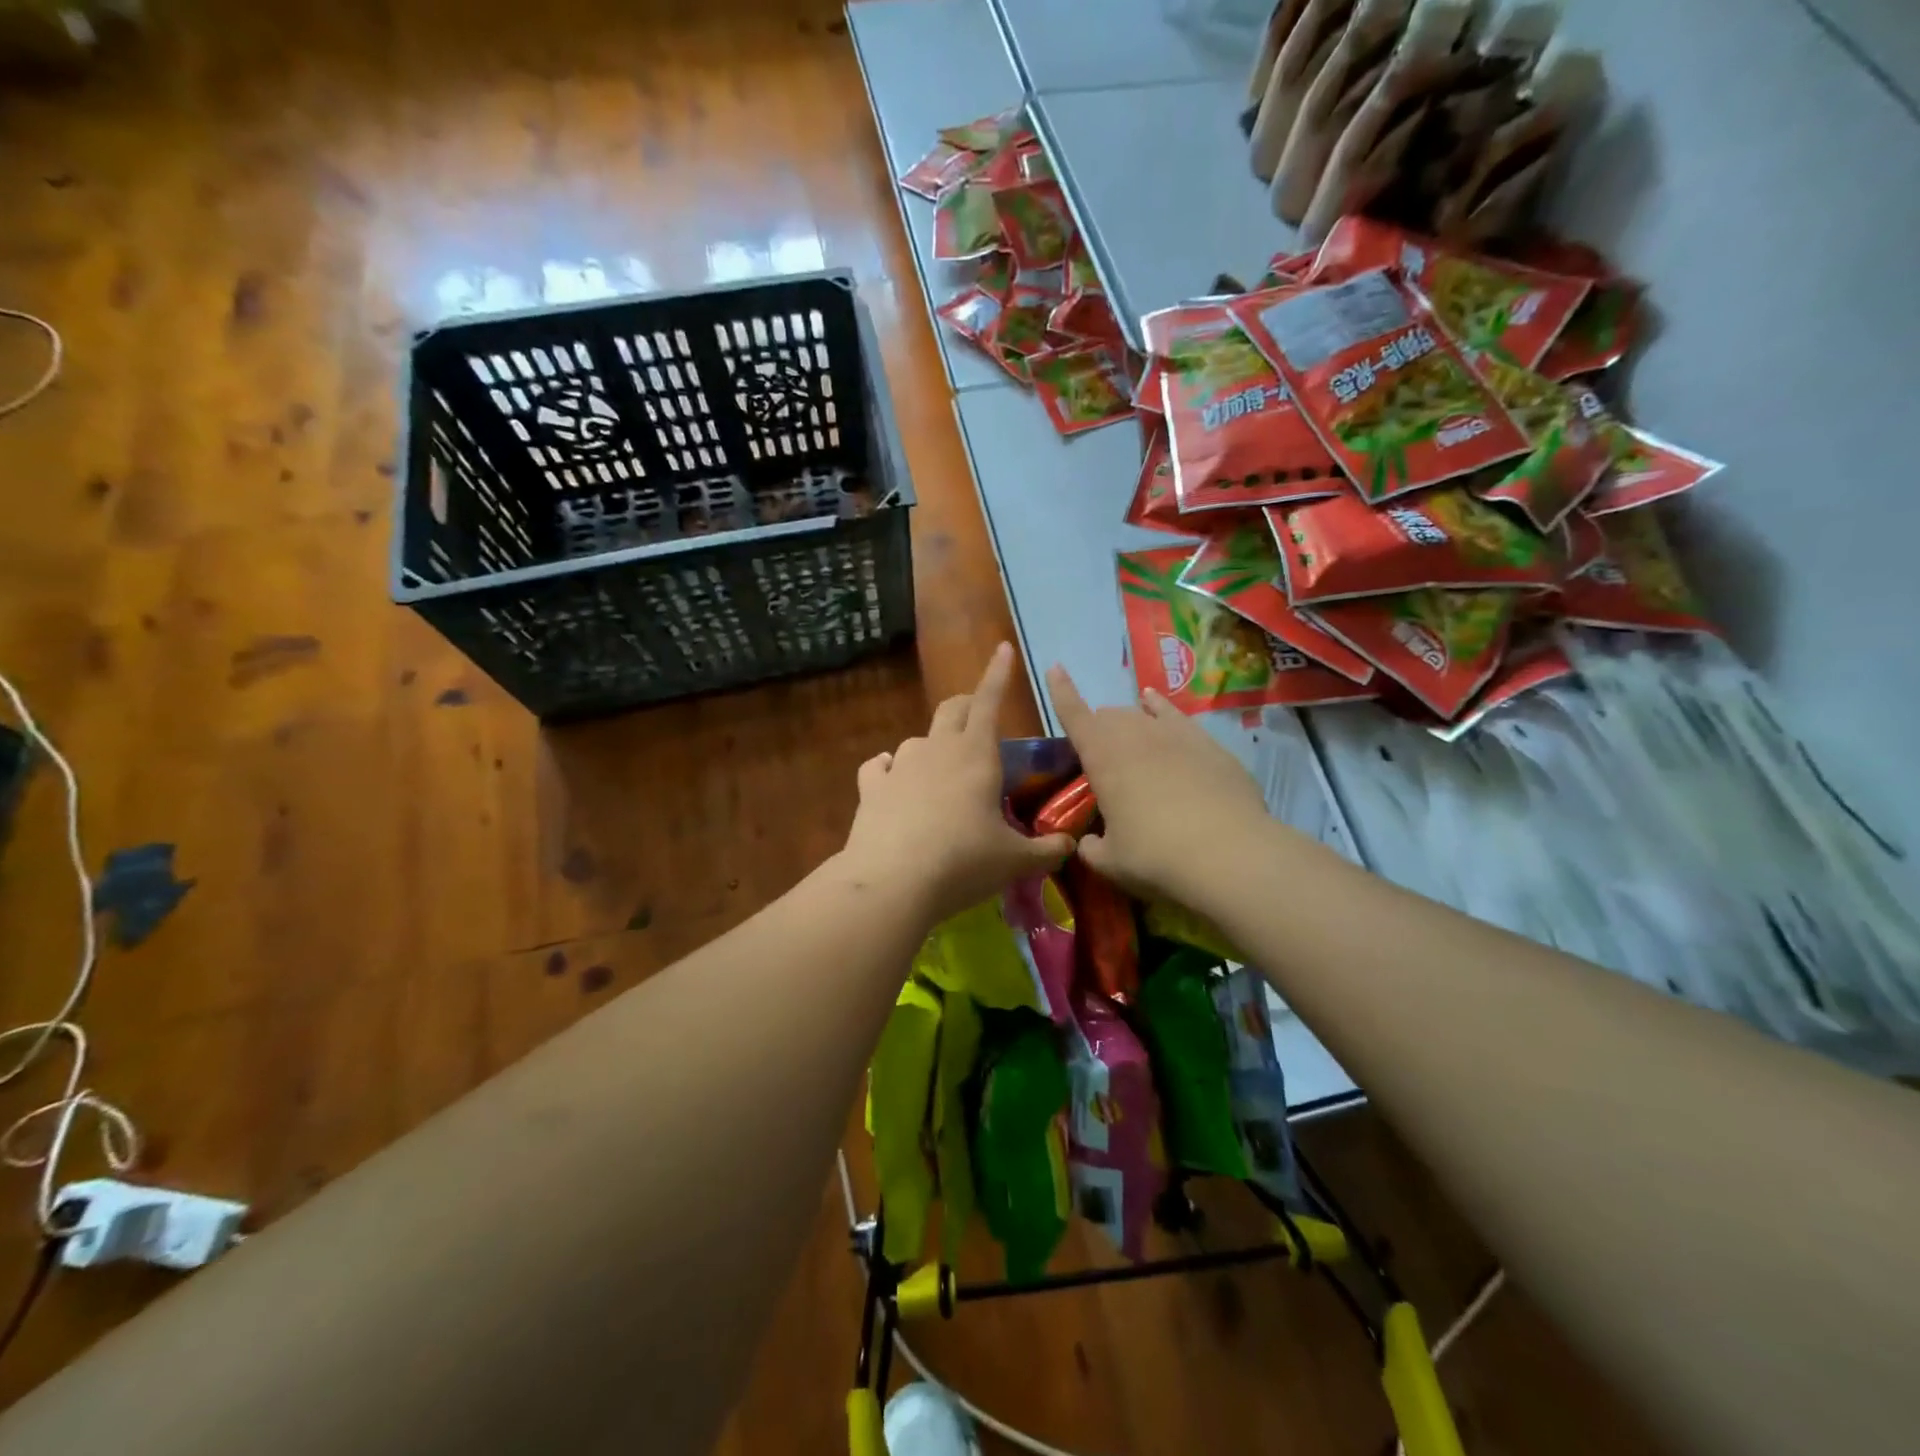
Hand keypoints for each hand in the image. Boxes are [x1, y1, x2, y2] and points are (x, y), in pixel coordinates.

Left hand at [839, 644, 1073, 923]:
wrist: (892, 883)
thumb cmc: (963, 863)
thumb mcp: (1015, 861)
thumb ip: (1047, 850)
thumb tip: (1068, 845)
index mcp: (976, 754)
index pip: (989, 701)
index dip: (998, 674)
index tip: (1003, 649)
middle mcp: (937, 749)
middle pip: (952, 709)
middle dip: (967, 706)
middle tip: (978, 720)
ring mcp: (900, 766)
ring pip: (917, 739)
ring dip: (932, 746)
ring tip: (940, 771)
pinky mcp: (871, 788)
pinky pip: (880, 766)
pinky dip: (889, 769)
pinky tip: (892, 782)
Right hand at [1048, 664, 1270, 903]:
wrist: (1229, 854)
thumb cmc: (1156, 856)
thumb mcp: (1111, 862)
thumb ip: (1092, 848)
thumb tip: (1089, 843)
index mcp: (1102, 757)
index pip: (1074, 715)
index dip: (1061, 691)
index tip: (1055, 667)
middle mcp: (1135, 735)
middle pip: (1109, 717)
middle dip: (1098, 728)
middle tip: (1100, 756)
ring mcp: (1175, 734)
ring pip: (1142, 714)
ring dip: (1128, 721)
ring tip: (1127, 731)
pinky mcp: (1208, 744)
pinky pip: (1175, 715)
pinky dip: (1161, 708)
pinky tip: (1157, 704)